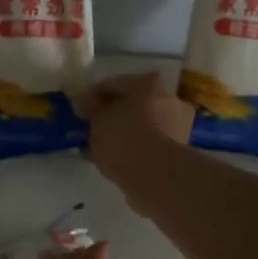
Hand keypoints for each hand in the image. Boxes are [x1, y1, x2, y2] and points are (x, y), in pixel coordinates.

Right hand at [75, 73, 191, 198]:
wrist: (156, 176)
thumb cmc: (124, 139)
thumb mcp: (97, 120)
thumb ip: (88, 107)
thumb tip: (81, 99)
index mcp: (147, 82)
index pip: (111, 84)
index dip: (91, 97)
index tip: (78, 112)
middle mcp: (168, 97)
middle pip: (131, 103)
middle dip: (111, 115)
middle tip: (91, 129)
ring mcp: (177, 123)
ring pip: (141, 124)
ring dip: (123, 133)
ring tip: (101, 148)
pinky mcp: (179, 149)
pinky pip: (148, 144)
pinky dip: (133, 149)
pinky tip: (117, 160)